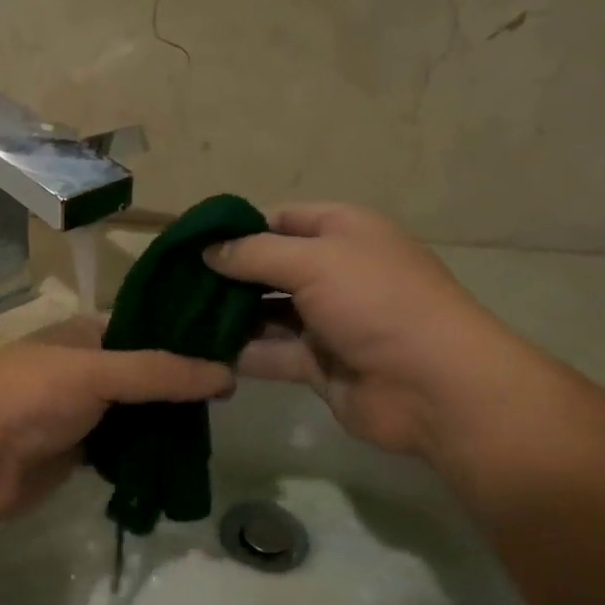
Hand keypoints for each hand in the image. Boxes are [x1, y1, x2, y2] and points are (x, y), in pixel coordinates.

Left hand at [0, 321, 232, 523]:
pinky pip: (126, 450)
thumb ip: (160, 373)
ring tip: (221, 428)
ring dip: (170, 424)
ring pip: (140, 415)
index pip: (151, 328)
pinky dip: (150, 455)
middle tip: (237, 395)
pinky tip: (186, 459)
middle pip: (150, 375)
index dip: (189, 337)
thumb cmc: (28, 397)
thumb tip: (228, 373)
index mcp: (88, 335)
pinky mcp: (82, 453)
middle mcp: (90, 370)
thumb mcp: (96, 373)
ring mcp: (86, 413)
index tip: (238, 347)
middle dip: (185, 386)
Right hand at [205, 205, 528, 465]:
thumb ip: (255, 254)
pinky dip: (240, 354)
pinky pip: (271, 354)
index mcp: (344, 232)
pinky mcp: (318, 364)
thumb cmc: (376, 302)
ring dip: (227, 317)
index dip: (239, 228)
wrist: (432, 385)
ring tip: (175, 318)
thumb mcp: (314, 261)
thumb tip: (208, 250)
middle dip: (226, 275)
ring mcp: (326, 321)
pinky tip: (198, 354)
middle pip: (269, 268)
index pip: (282, 219)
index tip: (191, 242)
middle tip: (173, 284)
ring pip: (266, 314)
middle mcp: (334, 272)